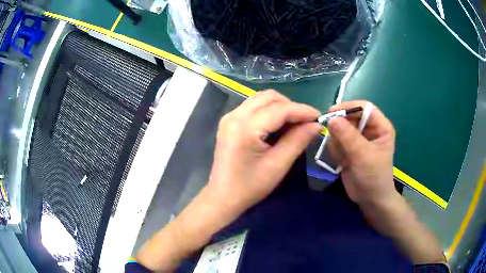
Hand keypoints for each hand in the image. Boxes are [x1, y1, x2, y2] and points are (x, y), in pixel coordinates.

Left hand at [206, 90, 321, 216]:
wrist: (223, 196)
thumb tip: (316, 124)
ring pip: (260, 99)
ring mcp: (229, 117)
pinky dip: (269, 110)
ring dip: (280, 106)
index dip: (302, 110)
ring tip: (294, 122)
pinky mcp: (228, 122)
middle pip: (268, 97)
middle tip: (305, 121)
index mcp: (245, 127)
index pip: (279, 109)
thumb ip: (298, 140)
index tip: (319, 116)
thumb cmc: (250, 186)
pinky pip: (253, 106)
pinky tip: (277, 124)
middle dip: (291, 105)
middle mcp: (235, 115)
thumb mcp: (278, 165)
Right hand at [326, 100, 396, 205]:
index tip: (332, 112)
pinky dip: (335, 151)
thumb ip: (348, 136)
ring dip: (337, 142)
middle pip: (350, 117)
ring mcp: (358, 139)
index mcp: (380, 126)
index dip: (349, 107)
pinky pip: (336, 141)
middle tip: (332, 138)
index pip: (364, 107)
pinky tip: (341, 162)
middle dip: (340, 128)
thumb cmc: (374, 176)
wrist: (370, 199)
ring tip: (343, 158)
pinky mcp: (348, 149)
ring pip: (340, 129)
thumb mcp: (363, 155)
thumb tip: (330, 119)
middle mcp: (369, 129)